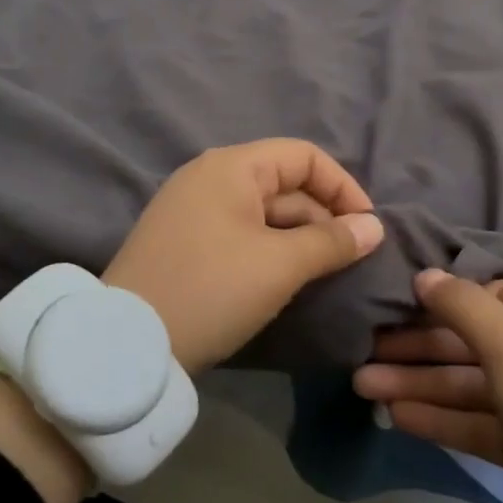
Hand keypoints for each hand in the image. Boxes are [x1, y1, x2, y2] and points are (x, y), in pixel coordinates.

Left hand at [103, 139, 385, 373]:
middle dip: (323, 216)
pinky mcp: (184, 242)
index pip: (303, 157)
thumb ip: (332, 241)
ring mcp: (192, 209)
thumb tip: (374, 227)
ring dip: (298, 237)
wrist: (127, 345)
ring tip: (324, 273)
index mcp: (231, 167)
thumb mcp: (279, 265)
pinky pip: (240, 232)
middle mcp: (209, 177)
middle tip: (350, 259)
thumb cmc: (211, 290)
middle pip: (284, 183)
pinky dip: (270, 249)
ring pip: (263, 212)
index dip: (343, 187)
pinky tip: (285, 279)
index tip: (367, 228)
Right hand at [352, 270, 502, 502]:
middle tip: (362, 351)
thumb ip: (462, 306)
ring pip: (470, 384)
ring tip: (363, 385)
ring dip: (419, 383)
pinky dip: (440, 417)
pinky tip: (397, 415)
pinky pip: (478, 421)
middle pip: (473, 341)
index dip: (443, 299)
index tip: (394, 304)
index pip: (492, 294)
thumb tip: (425, 275)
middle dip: (419, 347)